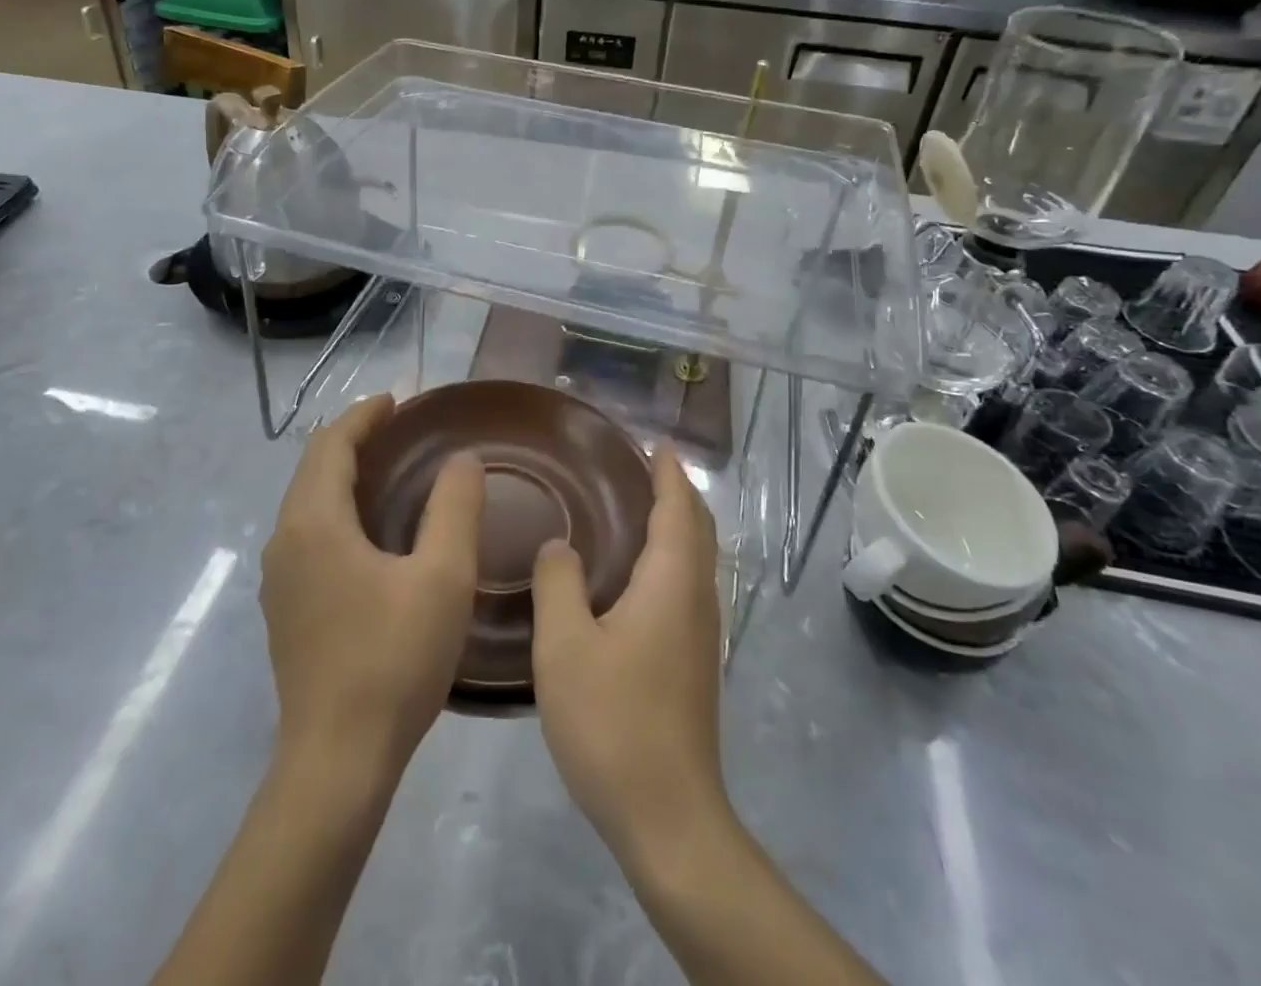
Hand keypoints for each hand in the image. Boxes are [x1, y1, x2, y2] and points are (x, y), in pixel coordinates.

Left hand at [260, 394, 483, 779]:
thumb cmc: (393, 659)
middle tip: (400, 428)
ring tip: (389, 470)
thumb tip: (462, 460)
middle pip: (313, 468)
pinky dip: (336, 510)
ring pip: (307, 503)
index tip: (398, 400)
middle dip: (352, 439)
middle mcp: (285, 541)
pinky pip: (308, 534)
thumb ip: (455, 508)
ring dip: (343, 475)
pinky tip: (371, 532)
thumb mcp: (442, 577)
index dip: (363, 415)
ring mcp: (280, 579)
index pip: (330, 444)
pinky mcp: (286, 608)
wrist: (337, 761)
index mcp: (314, 522)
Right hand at [531, 446, 729, 866]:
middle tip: (643, 466)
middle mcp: (697, 599)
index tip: (656, 442)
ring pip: (696, 559)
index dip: (668, 472)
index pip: (677, 508)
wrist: (669, 818)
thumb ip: (559, 583)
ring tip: (637, 508)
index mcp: (671, 583)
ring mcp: (702, 634)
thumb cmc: (613, 721)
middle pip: (697, 528)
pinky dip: (670, 558)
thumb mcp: (566, 646)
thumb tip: (559, 544)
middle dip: (677, 492)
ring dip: (676, 525)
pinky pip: (686, 586)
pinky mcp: (695, 662)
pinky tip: (635, 575)